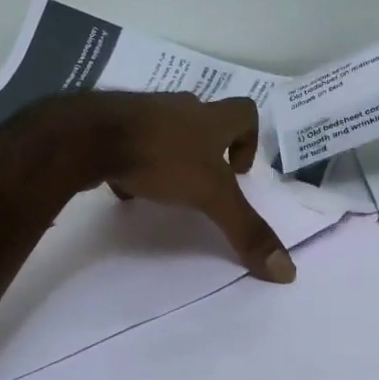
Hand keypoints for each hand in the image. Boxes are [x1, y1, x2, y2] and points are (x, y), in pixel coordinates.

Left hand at [82, 92, 296, 282]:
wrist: (90, 136)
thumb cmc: (161, 157)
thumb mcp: (211, 196)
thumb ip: (246, 230)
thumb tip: (288, 271)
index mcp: (210, 118)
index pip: (245, 112)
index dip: (249, 139)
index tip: (238, 172)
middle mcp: (180, 108)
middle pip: (205, 121)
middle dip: (208, 151)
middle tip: (203, 185)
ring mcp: (143, 112)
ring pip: (167, 130)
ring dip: (171, 155)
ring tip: (166, 190)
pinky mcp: (111, 124)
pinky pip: (132, 141)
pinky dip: (135, 161)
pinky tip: (127, 187)